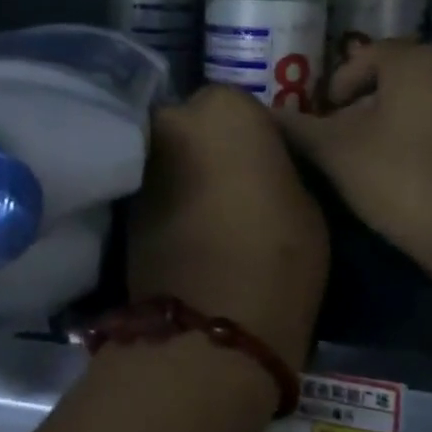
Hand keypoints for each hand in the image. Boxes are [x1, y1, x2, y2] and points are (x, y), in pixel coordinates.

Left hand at [128, 85, 328, 360]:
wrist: (211, 325)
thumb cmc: (278, 252)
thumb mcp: (305, 199)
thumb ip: (276, 164)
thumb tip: (261, 163)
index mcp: (224, 107)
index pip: (240, 105)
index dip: (254, 136)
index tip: (266, 164)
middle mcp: (173, 121)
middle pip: (196, 125)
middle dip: (210, 146)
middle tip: (237, 184)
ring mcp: (143, 163)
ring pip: (173, 157)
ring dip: (188, 173)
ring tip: (215, 212)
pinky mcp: (126, 205)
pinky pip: (156, 190)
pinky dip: (171, 201)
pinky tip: (192, 231)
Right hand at [277, 41, 431, 277]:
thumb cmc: (401, 179)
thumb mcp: (337, 153)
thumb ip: (298, 128)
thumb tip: (266, 114)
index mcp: (417, 60)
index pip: (365, 56)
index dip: (337, 85)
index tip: (324, 119)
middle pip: (395, 75)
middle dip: (364, 103)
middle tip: (342, 137)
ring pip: (422, 99)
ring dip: (392, 120)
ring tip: (371, 156)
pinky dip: (422, 135)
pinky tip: (410, 171)